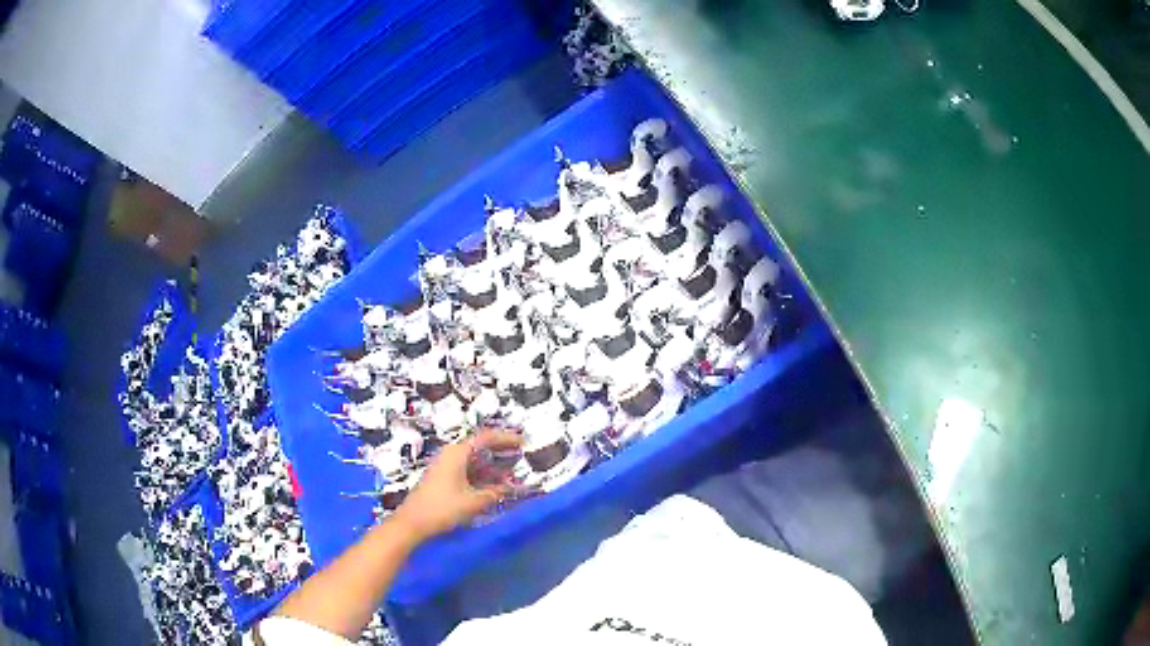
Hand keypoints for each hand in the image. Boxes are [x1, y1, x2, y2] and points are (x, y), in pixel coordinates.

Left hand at [392, 429, 522, 542]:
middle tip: (520, 456)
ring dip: (493, 467)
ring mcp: (445, 467)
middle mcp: (451, 455)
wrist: (412, 523)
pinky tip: (494, 487)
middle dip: (501, 452)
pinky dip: (482, 477)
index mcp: (457, 453)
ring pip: (474, 461)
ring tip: (512, 474)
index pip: (485, 437)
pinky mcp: (443, 479)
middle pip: (479, 447)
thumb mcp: (473, 502)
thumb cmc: (442, 508)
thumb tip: (512, 489)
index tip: (523, 441)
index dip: (505, 438)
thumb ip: (495, 493)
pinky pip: (468, 471)